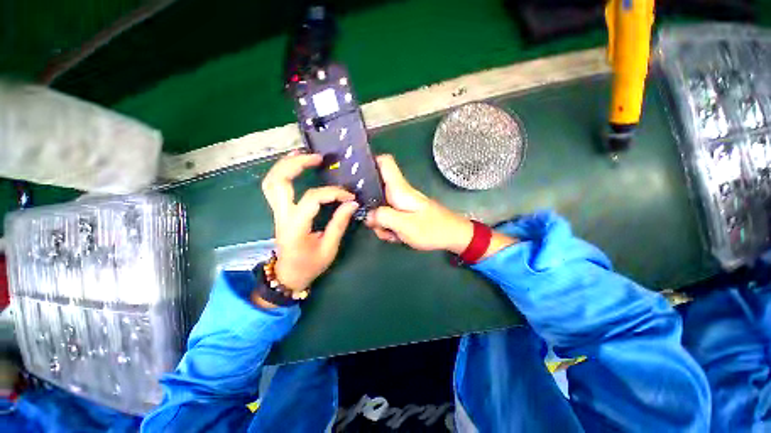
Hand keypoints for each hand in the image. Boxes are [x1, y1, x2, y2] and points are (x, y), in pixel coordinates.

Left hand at [261, 151, 358, 294]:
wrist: (288, 276)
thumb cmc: (309, 265)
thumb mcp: (329, 248)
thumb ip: (339, 224)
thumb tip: (352, 204)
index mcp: (295, 227)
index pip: (311, 199)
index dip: (332, 193)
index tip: (349, 197)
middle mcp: (282, 216)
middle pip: (277, 182)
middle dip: (295, 164)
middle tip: (317, 157)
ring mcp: (277, 212)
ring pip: (272, 181)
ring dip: (286, 165)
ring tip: (305, 155)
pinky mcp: (280, 211)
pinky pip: (276, 186)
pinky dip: (285, 173)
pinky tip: (298, 166)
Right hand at [365, 154, 472, 252]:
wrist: (453, 236)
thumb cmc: (432, 229)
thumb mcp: (404, 225)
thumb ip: (383, 217)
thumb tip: (368, 215)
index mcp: (399, 189)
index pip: (384, 162)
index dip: (369, 161)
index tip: (355, 172)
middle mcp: (399, 192)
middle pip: (375, 190)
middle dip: (371, 208)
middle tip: (376, 224)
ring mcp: (401, 203)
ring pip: (381, 207)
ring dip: (381, 222)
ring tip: (391, 234)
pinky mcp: (405, 212)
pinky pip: (389, 216)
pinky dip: (389, 227)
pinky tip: (396, 236)